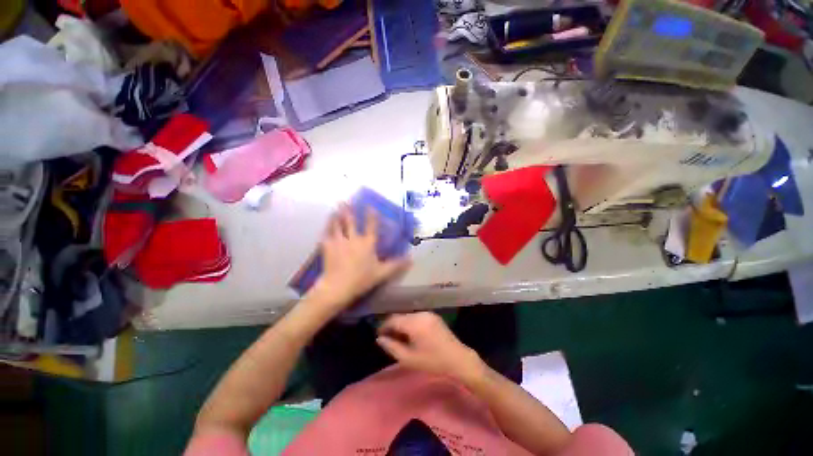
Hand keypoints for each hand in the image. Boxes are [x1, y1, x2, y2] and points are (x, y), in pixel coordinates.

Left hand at [311, 205, 410, 310]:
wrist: (338, 287)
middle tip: (346, 200)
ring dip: (337, 214)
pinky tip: (327, 222)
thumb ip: (396, 265)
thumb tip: (411, 259)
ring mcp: (339, 241)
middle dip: (349, 210)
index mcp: (367, 243)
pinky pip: (327, 232)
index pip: (371, 226)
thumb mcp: (382, 273)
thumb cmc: (361, 279)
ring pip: (337, 224)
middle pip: (351, 221)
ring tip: (337, 207)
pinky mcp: (327, 246)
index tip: (370, 206)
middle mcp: (353, 238)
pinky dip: (327, 226)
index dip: (372, 215)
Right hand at [376, 312, 485, 382]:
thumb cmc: (433, 361)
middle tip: (388, 339)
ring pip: (408, 316)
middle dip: (392, 326)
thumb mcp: (409, 358)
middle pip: (400, 316)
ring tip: (399, 339)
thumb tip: (379, 339)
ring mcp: (428, 313)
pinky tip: (411, 335)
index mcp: (414, 323)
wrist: (458, 359)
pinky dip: (410, 324)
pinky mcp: (433, 316)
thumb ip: (391, 347)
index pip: (393, 319)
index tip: (379, 336)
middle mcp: (420, 314)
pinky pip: (416, 317)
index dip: (383, 327)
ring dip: (401, 325)